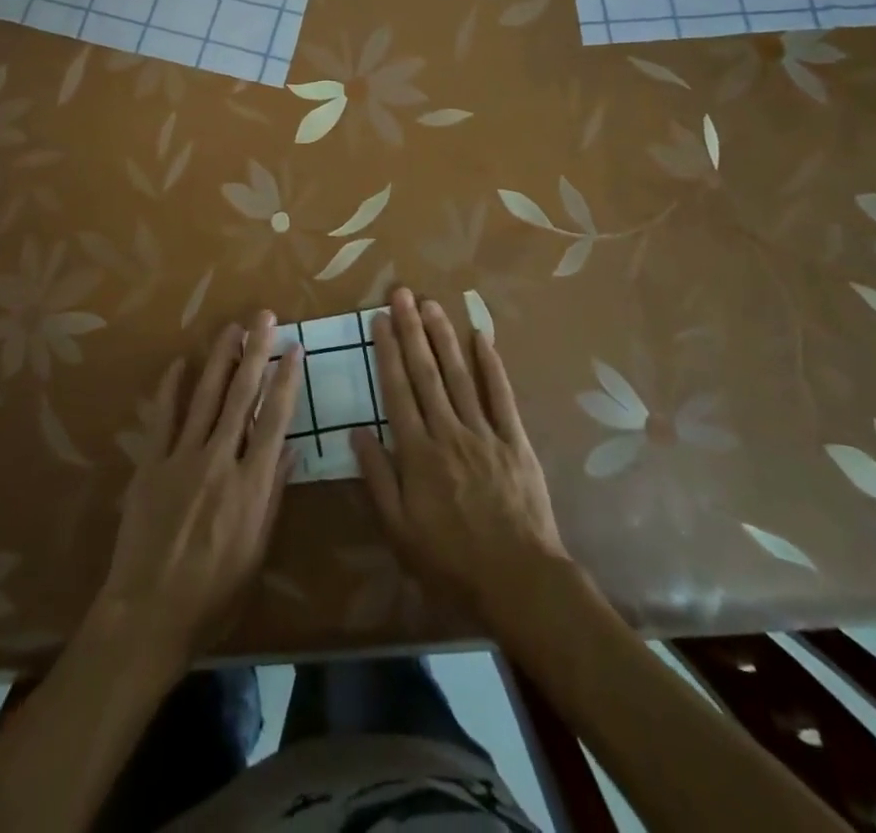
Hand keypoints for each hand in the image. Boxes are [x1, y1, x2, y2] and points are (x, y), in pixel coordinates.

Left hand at [94, 309, 303, 663]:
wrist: (150, 612)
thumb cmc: (214, 594)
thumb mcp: (256, 552)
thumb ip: (272, 497)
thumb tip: (288, 451)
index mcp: (250, 485)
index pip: (274, 420)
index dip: (286, 381)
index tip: (294, 349)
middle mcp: (219, 461)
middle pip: (241, 397)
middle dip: (255, 353)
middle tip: (263, 318)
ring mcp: (181, 458)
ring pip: (205, 397)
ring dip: (219, 359)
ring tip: (231, 329)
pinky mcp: (150, 464)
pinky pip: (163, 418)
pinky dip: (171, 389)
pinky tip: (179, 363)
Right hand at [354, 288, 571, 624]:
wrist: (519, 581)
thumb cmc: (451, 561)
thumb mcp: (399, 529)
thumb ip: (377, 477)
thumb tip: (356, 431)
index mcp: (417, 452)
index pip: (397, 390)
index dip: (386, 351)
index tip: (378, 319)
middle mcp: (448, 431)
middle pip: (426, 372)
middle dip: (411, 329)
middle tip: (402, 294)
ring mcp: (484, 432)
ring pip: (459, 375)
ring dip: (444, 336)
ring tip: (431, 304)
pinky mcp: (515, 440)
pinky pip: (501, 396)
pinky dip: (491, 364)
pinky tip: (482, 336)